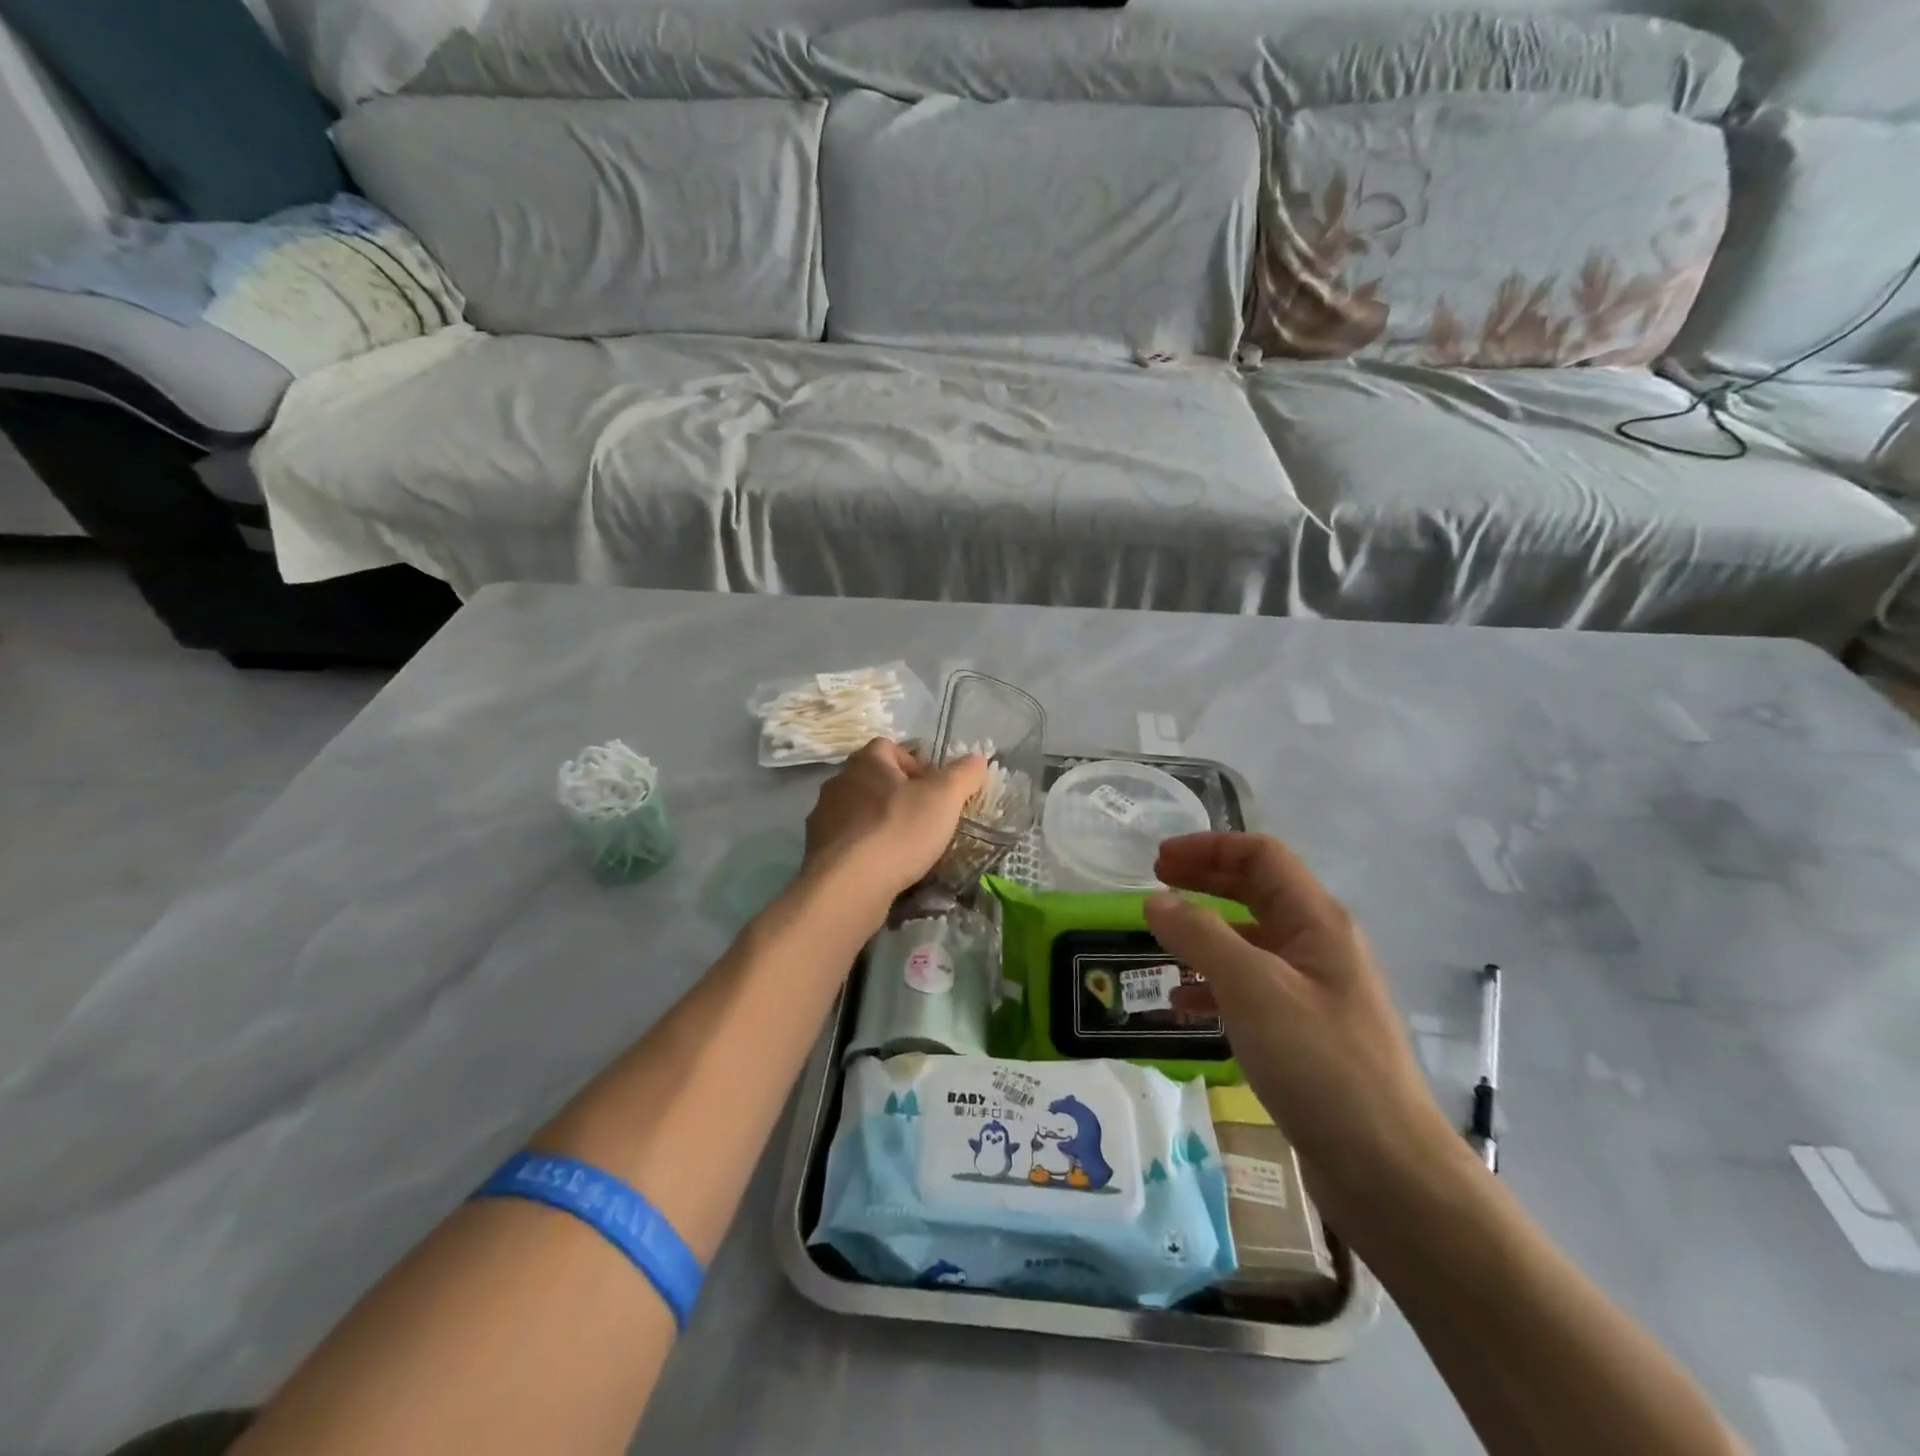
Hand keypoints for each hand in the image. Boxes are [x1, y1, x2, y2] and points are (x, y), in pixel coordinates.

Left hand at [800, 739, 988, 908]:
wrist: (849, 885)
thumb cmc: (899, 830)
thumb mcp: (944, 798)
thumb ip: (963, 774)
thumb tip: (978, 758)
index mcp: (865, 762)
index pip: (889, 747)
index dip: (915, 764)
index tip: (934, 790)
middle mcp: (838, 782)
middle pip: (873, 780)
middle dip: (898, 795)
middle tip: (924, 819)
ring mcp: (822, 817)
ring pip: (859, 812)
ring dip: (880, 823)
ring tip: (905, 848)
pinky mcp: (818, 850)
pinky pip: (847, 841)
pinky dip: (865, 849)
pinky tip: (882, 868)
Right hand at [1144, 833, 1468, 1229]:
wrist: (1387, 1171)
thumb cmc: (1320, 1063)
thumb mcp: (1252, 988)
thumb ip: (1200, 936)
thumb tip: (1156, 901)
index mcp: (1316, 922)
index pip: (1261, 856)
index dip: (1208, 848)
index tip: (1158, 860)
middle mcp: (1318, 947)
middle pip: (1256, 892)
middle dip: (1204, 882)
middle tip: (1154, 886)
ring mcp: (1313, 992)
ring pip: (1250, 942)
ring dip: (1204, 934)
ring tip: (1159, 944)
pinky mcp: (1304, 1034)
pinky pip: (1250, 990)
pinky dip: (1213, 986)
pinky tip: (1182, 1006)